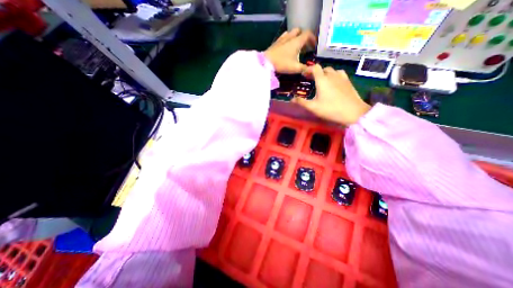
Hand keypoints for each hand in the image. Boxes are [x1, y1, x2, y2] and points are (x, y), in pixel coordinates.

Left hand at [264, 29, 316, 73]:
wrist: (266, 62)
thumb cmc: (282, 64)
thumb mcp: (295, 68)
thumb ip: (305, 69)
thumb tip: (313, 70)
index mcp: (297, 41)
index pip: (308, 34)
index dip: (313, 39)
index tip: (314, 46)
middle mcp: (290, 37)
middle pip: (300, 31)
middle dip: (304, 37)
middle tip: (305, 46)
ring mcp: (282, 39)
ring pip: (292, 33)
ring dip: (296, 38)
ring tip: (296, 47)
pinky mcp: (276, 42)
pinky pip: (284, 37)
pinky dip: (288, 40)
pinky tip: (287, 47)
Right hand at [293, 64, 368, 123]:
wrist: (353, 112)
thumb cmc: (331, 109)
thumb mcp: (313, 107)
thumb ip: (301, 102)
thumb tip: (291, 99)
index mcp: (322, 80)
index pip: (315, 68)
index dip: (308, 69)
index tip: (303, 75)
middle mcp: (332, 75)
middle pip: (323, 69)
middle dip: (315, 72)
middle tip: (310, 80)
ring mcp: (342, 77)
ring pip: (332, 71)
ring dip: (325, 73)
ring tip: (321, 81)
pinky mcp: (348, 81)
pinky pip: (339, 73)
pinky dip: (333, 75)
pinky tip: (333, 82)